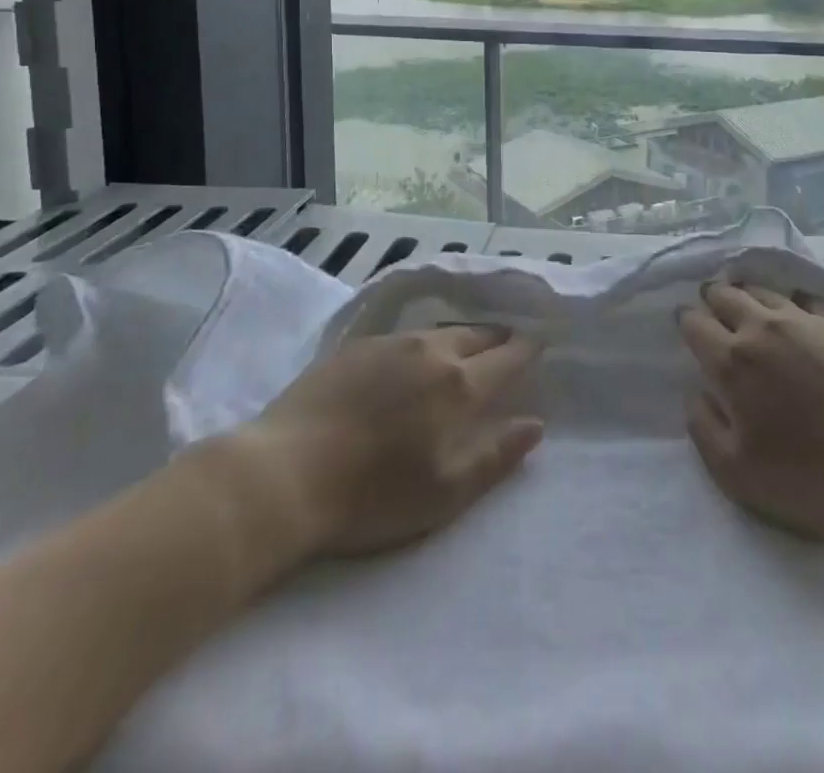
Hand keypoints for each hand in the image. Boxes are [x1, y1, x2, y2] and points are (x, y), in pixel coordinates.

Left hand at [225, 326, 544, 564]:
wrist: (285, 472)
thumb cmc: (372, 494)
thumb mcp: (445, 491)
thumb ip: (496, 456)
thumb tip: (535, 425)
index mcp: (460, 384)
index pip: (508, 356)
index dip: (527, 350)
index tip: (539, 346)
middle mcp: (432, 350)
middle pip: (477, 333)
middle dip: (498, 338)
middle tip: (506, 345)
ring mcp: (391, 343)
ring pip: (441, 329)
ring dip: (461, 336)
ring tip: (465, 348)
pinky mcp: (357, 345)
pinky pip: (405, 335)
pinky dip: (423, 341)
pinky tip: (412, 357)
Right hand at [679, 280, 823, 540]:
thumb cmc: (813, 475)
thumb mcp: (738, 473)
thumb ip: (703, 428)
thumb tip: (695, 392)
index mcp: (732, 362)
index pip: (695, 325)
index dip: (687, 321)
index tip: (688, 326)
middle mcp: (762, 329)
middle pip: (726, 295)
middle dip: (713, 298)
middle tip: (713, 306)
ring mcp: (804, 320)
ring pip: (762, 290)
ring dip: (747, 293)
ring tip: (747, 301)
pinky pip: (805, 297)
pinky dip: (791, 300)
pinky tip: (796, 310)